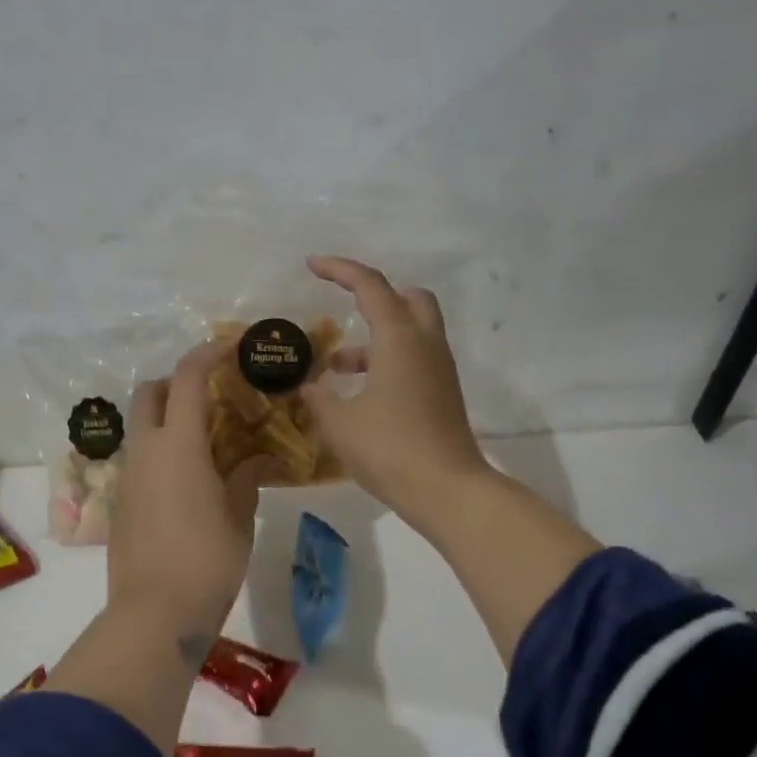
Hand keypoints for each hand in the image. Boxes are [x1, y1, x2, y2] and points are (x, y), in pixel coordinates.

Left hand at [108, 340, 272, 642]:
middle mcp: (146, 451)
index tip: (230, 347)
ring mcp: (128, 477)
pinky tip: (190, 479)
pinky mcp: (121, 503)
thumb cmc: (207, 560)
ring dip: (168, 418)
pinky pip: (140, 458)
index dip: (207, 354)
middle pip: (149, 392)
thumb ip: (247, 477)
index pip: (187, 378)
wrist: (154, 614)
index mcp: (178, 445)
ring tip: (207, 441)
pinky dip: (162, 450)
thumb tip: (261, 458)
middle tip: (212, 396)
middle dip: (176, 382)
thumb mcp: (238, 516)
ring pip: (141, 426)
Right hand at [298, 255, 491, 525]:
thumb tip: (309, 386)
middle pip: (408, 298)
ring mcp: (440, 370)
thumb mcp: (339, 423)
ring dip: (376, 338)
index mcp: (399, 338)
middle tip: (346, 309)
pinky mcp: (443, 394)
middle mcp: (425, 344)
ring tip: (335, 367)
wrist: (447, 490)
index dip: (339, 269)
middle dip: (376, 296)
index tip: (312, 266)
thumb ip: (319, 398)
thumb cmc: (389, 449)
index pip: (370, 286)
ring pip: (412, 332)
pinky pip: (415, 360)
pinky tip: (360, 394)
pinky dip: (388, 362)